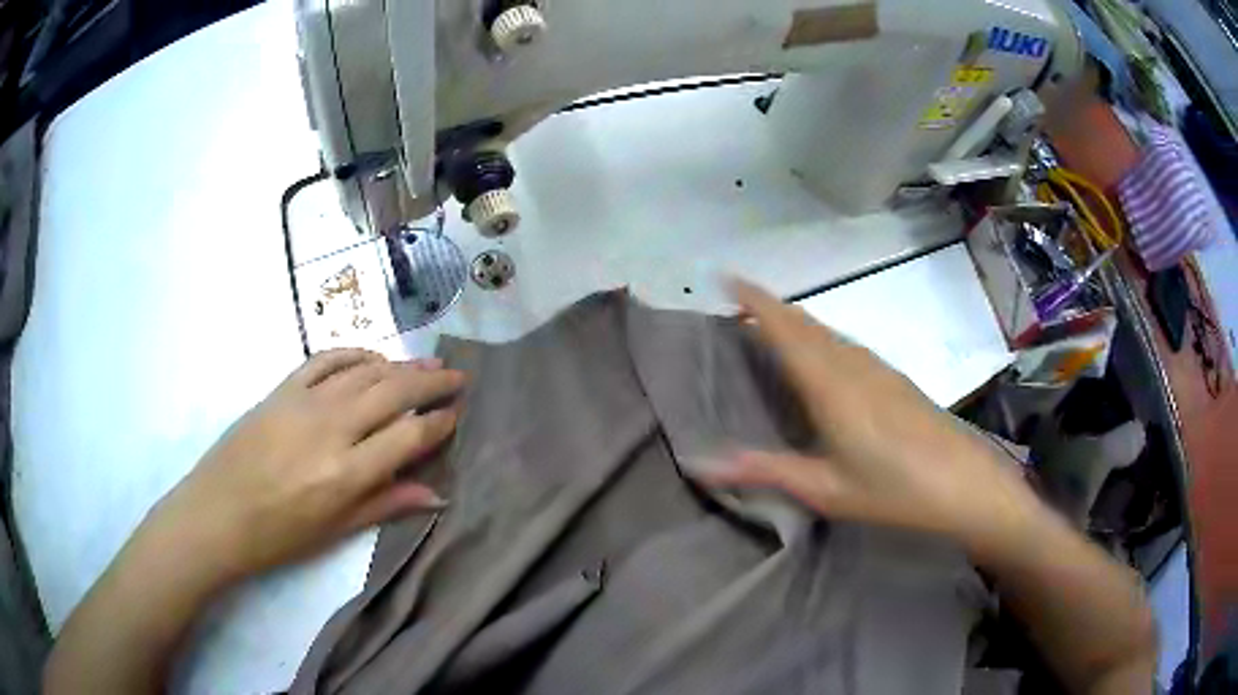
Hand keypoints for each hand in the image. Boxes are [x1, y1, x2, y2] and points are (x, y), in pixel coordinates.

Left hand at [143, 349, 464, 588]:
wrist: (217, 513)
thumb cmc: (278, 535)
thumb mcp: (335, 531)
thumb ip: (385, 505)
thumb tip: (435, 495)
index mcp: (347, 472)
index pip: (408, 435)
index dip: (439, 422)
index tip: (458, 414)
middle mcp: (332, 428)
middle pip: (393, 393)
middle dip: (431, 383)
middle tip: (458, 377)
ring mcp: (305, 402)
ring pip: (365, 371)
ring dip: (400, 365)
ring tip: (426, 364)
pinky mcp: (282, 389)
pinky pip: (325, 359)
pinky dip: (354, 354)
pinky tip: (372, 358)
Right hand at [711, 280, 1038, 550]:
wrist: (964, 482)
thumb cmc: (894, 489)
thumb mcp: (827, 490)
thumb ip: (766, 471)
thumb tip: (703, 464)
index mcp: (831, 385)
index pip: (785, 329)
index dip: (755, 301)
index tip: (726, 277)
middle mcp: (852, 364)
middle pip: (805, 323)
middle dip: (770, 307)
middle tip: (737, 304)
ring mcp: (878, 368)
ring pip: (827, 331)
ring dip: (795, 321)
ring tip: (769, 326)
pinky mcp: (894, 378)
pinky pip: (845, 344)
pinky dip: (819, 337)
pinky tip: (820, 357)